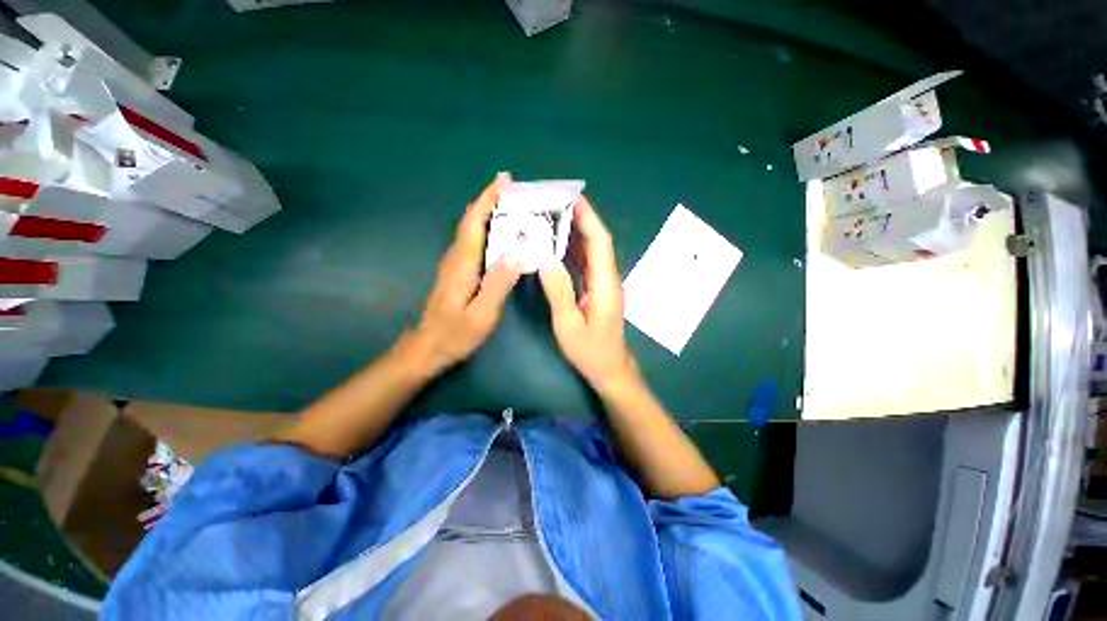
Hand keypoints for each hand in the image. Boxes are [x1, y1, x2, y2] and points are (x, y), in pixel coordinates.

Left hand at [408, 173, 521, 373]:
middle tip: (516, 191)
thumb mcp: (481, 314)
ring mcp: (455, 265)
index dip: (488, 199)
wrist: (427, 348)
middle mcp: (456, 258)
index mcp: (463, 264)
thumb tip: (516, 253)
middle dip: (490, 201)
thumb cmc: (455, 334)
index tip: (504, 181)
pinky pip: (473, 243)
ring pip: (472, 230)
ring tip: (513, 208)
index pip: (474, 223)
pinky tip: (501, 236)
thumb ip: (498, 283)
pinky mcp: (457, 272)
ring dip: (489, 214)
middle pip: (472, 221)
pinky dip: (487, 231)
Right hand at [539, 197, 639, 396]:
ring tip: (554, 218)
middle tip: (557, 203)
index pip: (600, 243)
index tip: (573, 199)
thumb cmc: (591, 351)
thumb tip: (546, 259)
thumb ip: (559, 292)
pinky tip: (559, 246)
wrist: (610, 369)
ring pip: (592, 252)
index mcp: (605, 284)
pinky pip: (587, 265)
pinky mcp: (598, 291)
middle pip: (597, 242)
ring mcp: (604, 285)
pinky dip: (574, 251)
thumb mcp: (569, 325)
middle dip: (581, 220)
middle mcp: (608, 279)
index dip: (589, 219)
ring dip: (577, 233)